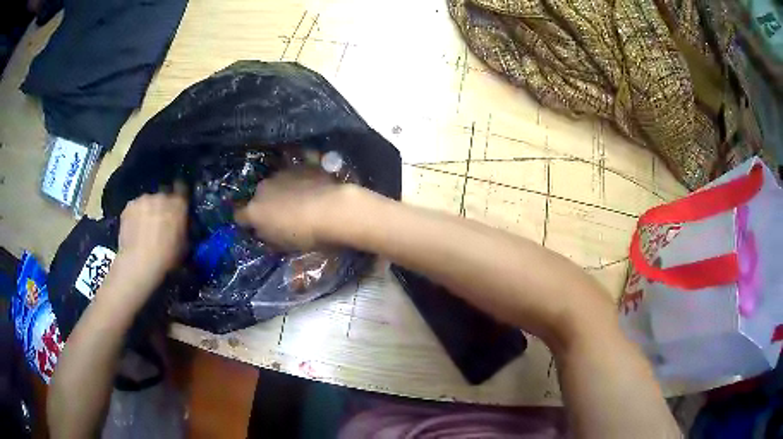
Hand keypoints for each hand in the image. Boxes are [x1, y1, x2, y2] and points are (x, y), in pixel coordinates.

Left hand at [113, 188, 188, 293]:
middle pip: (164, 196)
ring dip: (149, 210)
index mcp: (178, 204)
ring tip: (146, 227)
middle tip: (161, 222)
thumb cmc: (166, 257)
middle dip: (163, 206)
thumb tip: (183, 224)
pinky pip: (135, 208)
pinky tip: (135, 229)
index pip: (183, 189)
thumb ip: (184, 228)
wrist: (139, 262)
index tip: (179, 206)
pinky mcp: (129, 205)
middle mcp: (162, 196)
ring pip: (148, 202)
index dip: (180, 197)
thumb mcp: (185, 245)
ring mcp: (144, 199)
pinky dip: (136, 215)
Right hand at [234, 167, 348, 249]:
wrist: (333, 210)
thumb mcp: (283, 245)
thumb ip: (268, 236)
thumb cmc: (306, 235)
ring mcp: (282, 173)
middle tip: (282, 214)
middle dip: (267, 204)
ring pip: (277, 182)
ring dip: (284, 189)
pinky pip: (297, 171)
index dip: (247, 222)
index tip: (255, 227)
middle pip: (259, 196)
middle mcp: (263, 188)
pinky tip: (312, 182)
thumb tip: (263, 230)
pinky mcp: (302, 164)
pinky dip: (301, 176)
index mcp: (254, 210)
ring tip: (301, 198)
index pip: (240, 216)